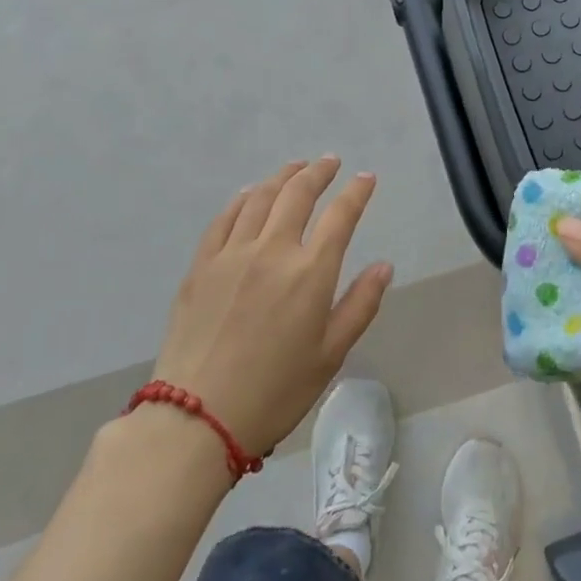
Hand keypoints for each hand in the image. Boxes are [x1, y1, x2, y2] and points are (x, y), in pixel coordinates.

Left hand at [151, 157, 392, 457]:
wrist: (196, 419)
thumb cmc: (275, 392)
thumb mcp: (330, 355)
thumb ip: (360, 305)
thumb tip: (384, 265)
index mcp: (310, 272)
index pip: (340, 216)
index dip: (357, 192)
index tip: (366, 178)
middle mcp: (272, 250)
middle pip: (297, 195)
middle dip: (318, 172)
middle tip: (330, 161)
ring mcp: (232, 254)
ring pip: (260, 198)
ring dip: (282, 177)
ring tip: (295, 167)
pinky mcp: (201, 266)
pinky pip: (224, 218)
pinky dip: (242, 199)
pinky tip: (249, 194)